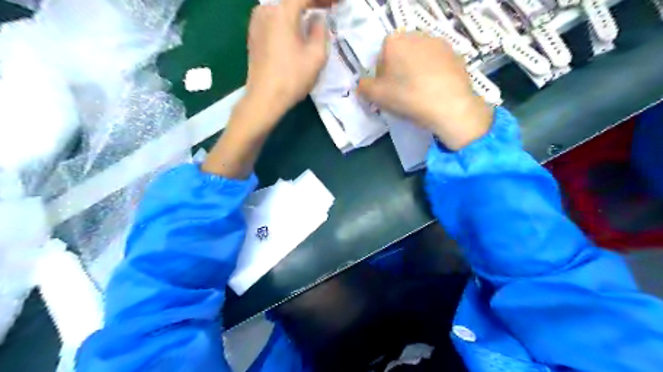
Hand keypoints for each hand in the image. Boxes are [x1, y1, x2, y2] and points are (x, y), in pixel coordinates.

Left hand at [203, 0, 336, 180]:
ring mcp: (256, 22)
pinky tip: (297, 29)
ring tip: (314, 18)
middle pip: (292, 1)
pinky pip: (274, 20)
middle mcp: (265, 10)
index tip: (338, 4)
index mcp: (281, 12)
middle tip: (328, 9)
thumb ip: (320, 30)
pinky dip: (288, 21)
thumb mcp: (316, 55)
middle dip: (312, 4)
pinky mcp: (253, 35)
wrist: (264, 99)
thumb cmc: (292, 78)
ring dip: (299, 12)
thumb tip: (318, 19)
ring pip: (282, 9)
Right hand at [358, 32, 491, 148]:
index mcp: (393, 41)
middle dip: (399, 72)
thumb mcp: (376, 96)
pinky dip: (434, 75)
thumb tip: (362, 85)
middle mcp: (416, 36)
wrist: (448, 105)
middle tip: (403, 93)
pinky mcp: (455, 54)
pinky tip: (435, 91)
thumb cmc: (407, 97)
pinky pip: (437, 65)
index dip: (382, 77)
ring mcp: (439, 43)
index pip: (381, 59)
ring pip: (420, 59)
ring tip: (421, 93)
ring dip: (417, 72)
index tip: (387, 92)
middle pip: (401, 56)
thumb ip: (363, 87)